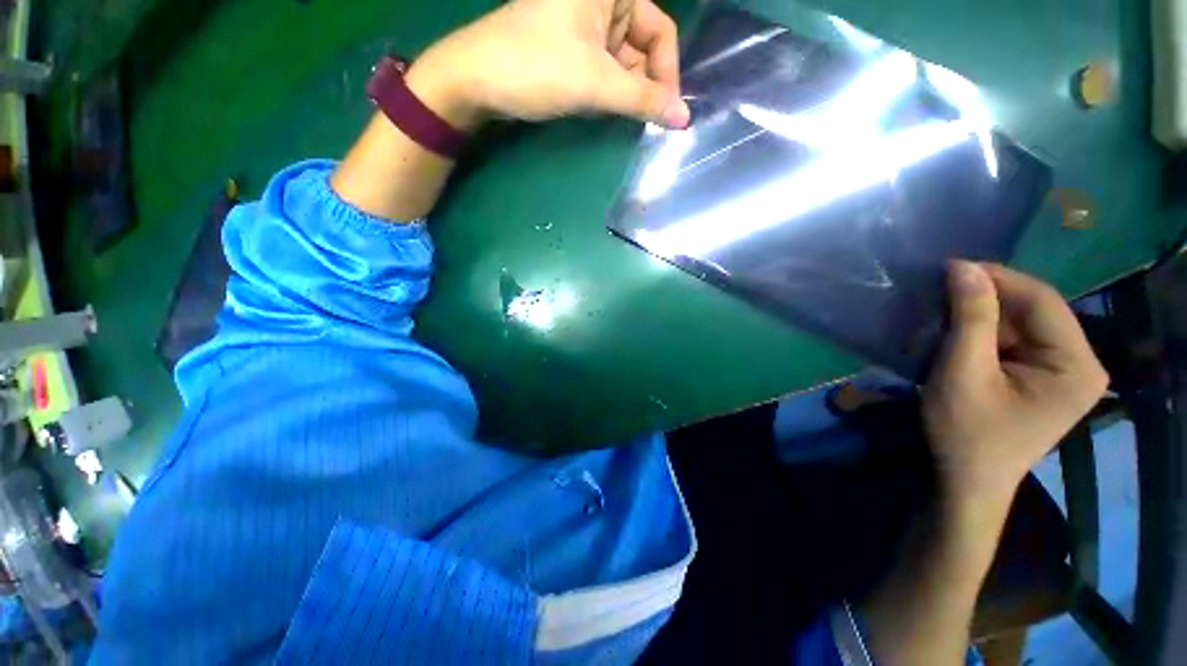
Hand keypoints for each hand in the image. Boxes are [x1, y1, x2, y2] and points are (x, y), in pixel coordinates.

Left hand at [406, 0, 689, 129]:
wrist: (477, 80)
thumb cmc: (537, 68)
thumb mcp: (596, 83)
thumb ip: (644, 101)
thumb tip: (684, 119)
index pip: (660, 31)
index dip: (666, 73)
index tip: (666, 113)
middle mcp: (601, 2)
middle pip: (642, 47)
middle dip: (645, 85)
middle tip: (645, 122)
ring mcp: (584, 25)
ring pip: (623, 62)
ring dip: (627, 93)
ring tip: (620, 117)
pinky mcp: (572, 47)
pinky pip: (604, 70)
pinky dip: (610, 92)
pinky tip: (605, 109)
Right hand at [922, 262, 1108, 505]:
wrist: (966, 480)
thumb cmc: (966, 432)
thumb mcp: (962, 373)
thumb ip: (969, 319)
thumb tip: (963, 266)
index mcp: (1077, 365)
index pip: (1042, 301)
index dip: (996, 278)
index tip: (948, 268)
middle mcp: (1080, 363)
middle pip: (1033, 311)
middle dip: (985, 301)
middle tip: (937, 294)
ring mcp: (1063, 371)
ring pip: (1020, 324)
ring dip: (979, 318)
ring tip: (940, 316)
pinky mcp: (1042, 378)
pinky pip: (1013, 341)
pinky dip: (981, 335)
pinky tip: (955, 338)